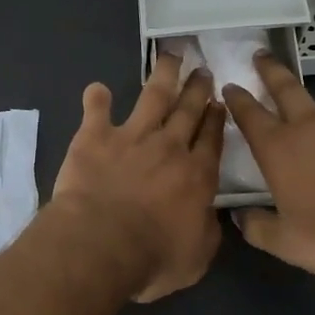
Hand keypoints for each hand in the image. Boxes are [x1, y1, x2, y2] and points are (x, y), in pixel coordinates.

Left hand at [52, 54, 225, 301]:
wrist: (101, 242)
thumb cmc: (152, 258)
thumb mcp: (196, 257)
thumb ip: (207, 230)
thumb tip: (210, 215)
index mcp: (196, 175)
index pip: (212, 139)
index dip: (216, 119)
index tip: (219, 101)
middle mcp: (169, 147)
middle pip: (188, 110)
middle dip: (197, 88)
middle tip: (203, 70)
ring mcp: (132, 136)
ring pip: (153, 96)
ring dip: (163, 74)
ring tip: (170, 56)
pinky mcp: (96, 136)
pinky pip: (97, 110)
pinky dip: (96, 98)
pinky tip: (97, 88)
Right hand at [222, 53, 314, 286]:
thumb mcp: (288, 245)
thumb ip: (257, 227)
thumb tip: (240, 216)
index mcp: (281, 150)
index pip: (250, 114)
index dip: (238, 98)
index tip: (230, 85)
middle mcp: (314, 126)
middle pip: (286, 88)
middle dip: (271, 71)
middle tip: (261, 55)